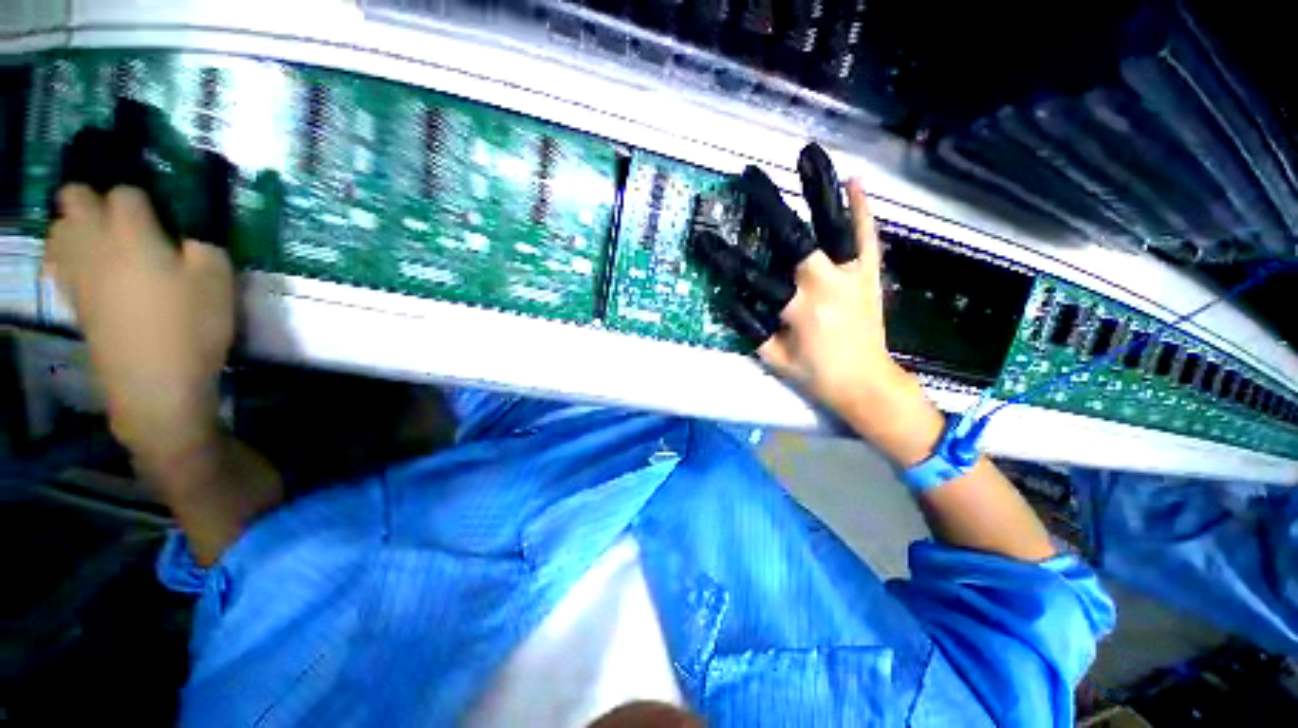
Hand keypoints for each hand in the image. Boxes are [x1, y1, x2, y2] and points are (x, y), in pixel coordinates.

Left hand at [45, 185, 234, 461]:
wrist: (154, 381)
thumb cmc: (191, 325)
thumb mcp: (218, 281)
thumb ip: (203, 245)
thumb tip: (189, 234)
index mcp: (131, 232)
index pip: (126, 192)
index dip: (143, 199)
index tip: (161, 216)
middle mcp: (95, 242)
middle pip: (74, 196)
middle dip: (94, 198)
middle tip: (123, 218)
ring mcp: (77, 271)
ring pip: (59, 227)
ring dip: (77, 224)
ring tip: (104, 240)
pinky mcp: (72, 298)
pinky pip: (58, 260)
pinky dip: (68, 253)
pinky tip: (89, 266)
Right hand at [697, 144, 933, 444]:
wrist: (867, 385)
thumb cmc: (816, 376)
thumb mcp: (773, 358)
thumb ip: (749, 327)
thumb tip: (727, 298)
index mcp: (797, 307)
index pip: (750, 275)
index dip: (722, 256)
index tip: (701, 237)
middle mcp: (825, 283)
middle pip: (793, 236)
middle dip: (768, 205)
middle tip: (749, 177)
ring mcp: (852, 274)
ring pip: (835, 225)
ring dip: (820, 189)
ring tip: (808, 154)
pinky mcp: (869, 274)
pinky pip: (867, 237)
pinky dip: (861, 209)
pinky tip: (855, 181)